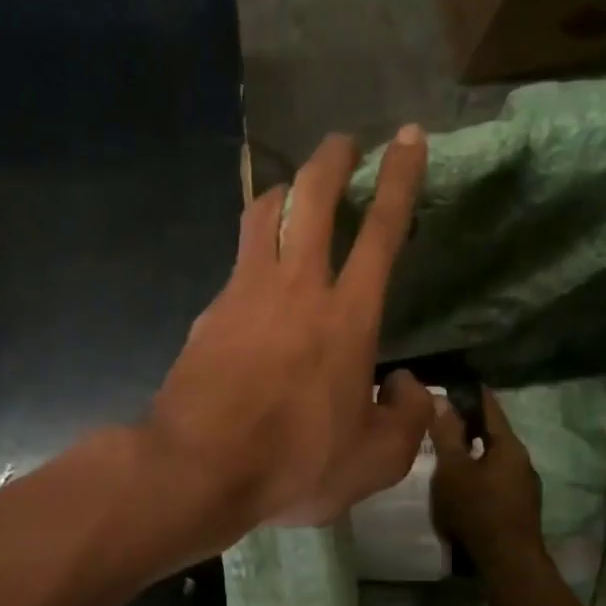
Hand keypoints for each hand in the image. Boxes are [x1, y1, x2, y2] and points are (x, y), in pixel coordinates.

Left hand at [146, 126, 434, 539]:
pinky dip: (255, 252)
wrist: (198, 467)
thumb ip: (405, 419)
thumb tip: (407, 386)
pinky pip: (237, 262)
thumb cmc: (293, 464)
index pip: (382, 231)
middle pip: (312, 196)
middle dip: (332, 159)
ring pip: (264, 214)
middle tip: (344, 144)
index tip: (407, 139)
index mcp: (348, 316)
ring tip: (295, 192)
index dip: (400, 178)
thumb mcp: (373, 462)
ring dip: (284, 190)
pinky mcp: (209, 310)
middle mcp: (297, 287)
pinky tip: (257, 277)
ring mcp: (245, 292)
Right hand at [430, 387, 543, 570]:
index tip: (458, 384)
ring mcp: (525, 486)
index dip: (474, 394)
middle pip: (495, 434)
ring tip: (450, 451)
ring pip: (496, 459)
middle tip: (445, 418)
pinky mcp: (520, 507)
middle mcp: (522, 461)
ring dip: (476, 452)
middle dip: (471, 425)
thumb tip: (441, 399)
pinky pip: (497, 479)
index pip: (491, 408)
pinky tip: (464, 483)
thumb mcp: (453, 469)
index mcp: (509, 446)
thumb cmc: (477, 508)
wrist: (507, 560)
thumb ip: (447, 434)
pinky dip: (480, 473)